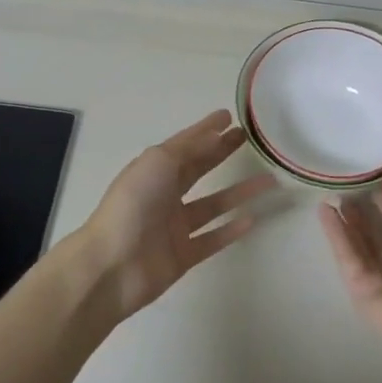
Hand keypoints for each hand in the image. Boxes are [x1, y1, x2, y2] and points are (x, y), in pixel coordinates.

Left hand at [79, 111, 273, 319]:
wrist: (112, 266)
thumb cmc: (133, 205)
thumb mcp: (158, 163)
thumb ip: (189, 149)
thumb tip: (216, 135)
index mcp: (153, 170)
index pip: (185, 144)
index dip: (206, 129)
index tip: (230, 116)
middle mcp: (164, 194)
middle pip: (199, 169)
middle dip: (221, 153)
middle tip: (248, 140)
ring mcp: (174, 226)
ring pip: (213, 204)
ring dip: (240, 192)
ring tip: (269, 180)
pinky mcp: (183, 255)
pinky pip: (212, 238)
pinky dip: (231, 229)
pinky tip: (254, 219)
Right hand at [318, 171, 381, 352]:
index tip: (369, 179)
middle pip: (379, 237)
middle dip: (363, 214)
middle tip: (344, 187)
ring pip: (360, 247)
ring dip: (346, 222)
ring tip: (330, 195)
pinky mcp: (361, 293)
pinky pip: (348, 260)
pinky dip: (336, 236)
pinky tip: (326, 211)